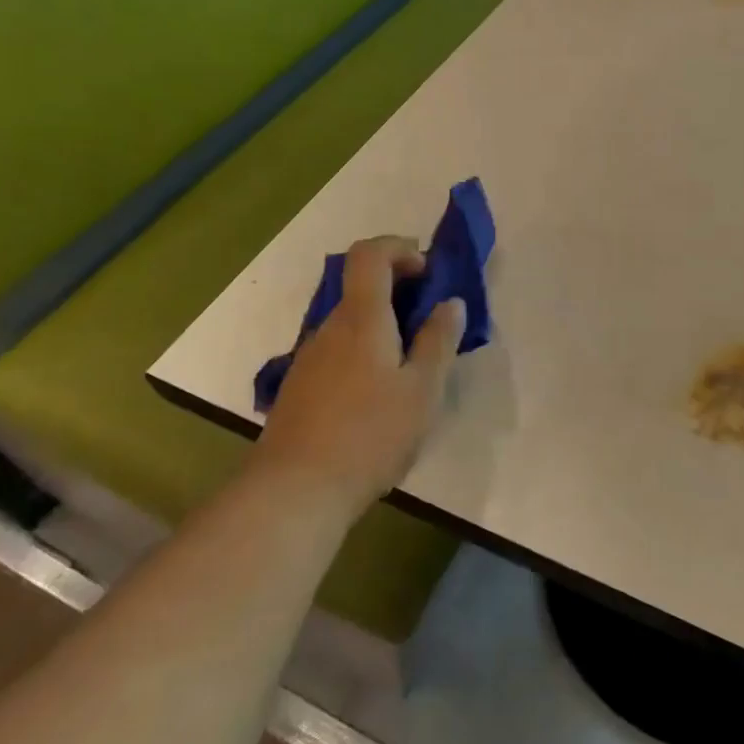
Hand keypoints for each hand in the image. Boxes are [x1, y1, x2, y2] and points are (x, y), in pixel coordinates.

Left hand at [251, 236, 465, 511]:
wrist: (292, 494)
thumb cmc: (369, 435)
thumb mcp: (423, 390)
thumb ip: (439, 340)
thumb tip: (450, 303)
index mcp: (361, 318)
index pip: (370, 253)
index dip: (400, 249)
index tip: (428, 273)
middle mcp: (329, 328)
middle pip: (362, 288)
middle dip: (399, 293)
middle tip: (432, 327)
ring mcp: (308, 358)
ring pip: (350, 324)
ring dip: (383, 327)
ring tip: (411, 370)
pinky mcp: (298, 388)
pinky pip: (337, 351)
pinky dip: (363, 353)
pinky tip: (378, 398)